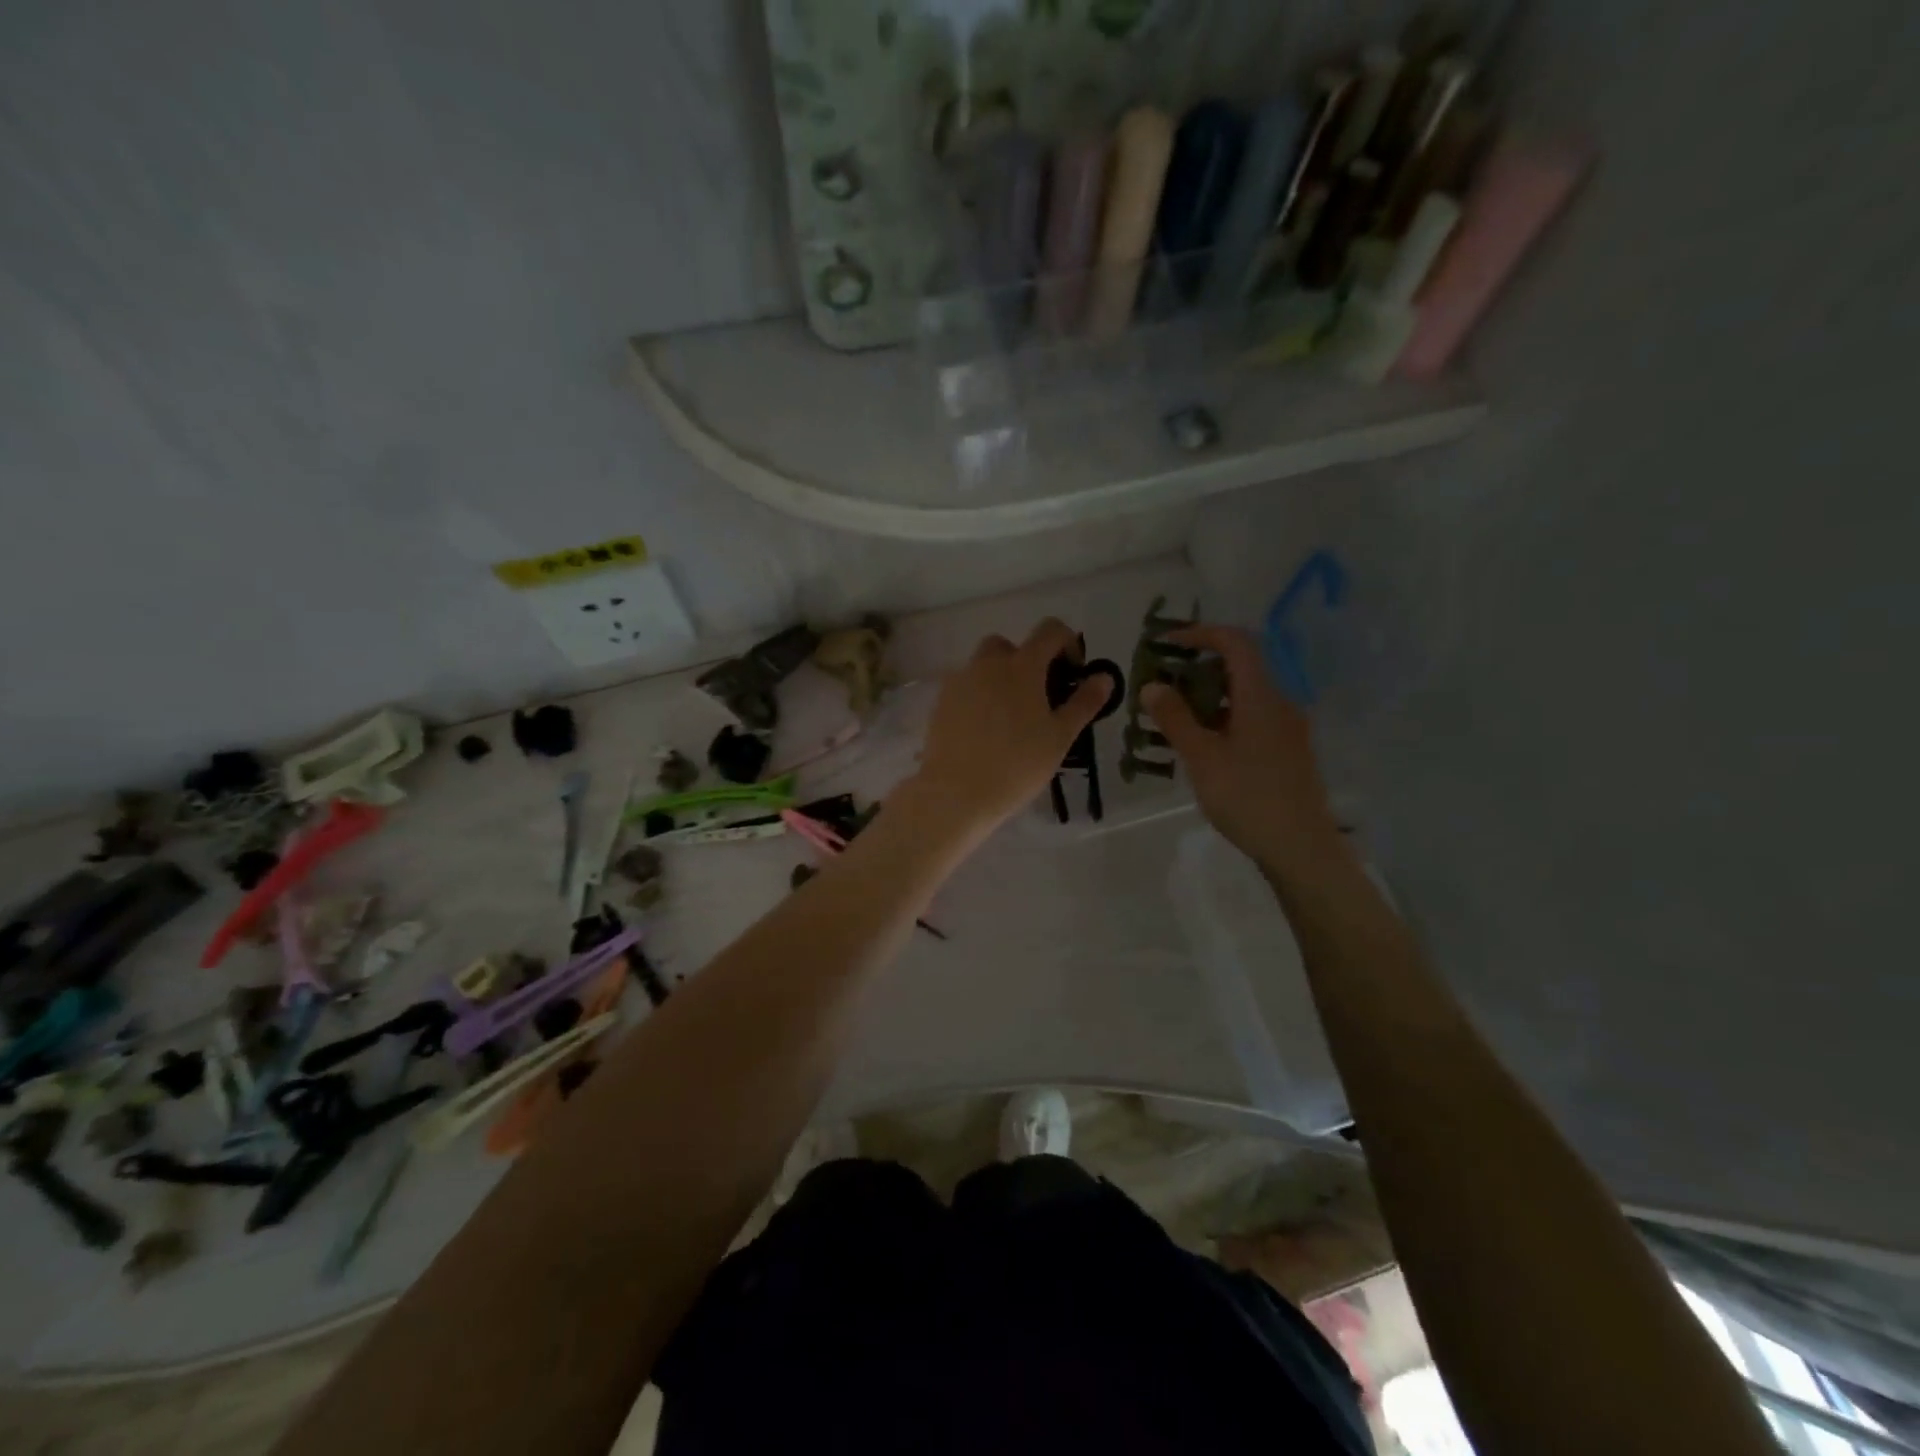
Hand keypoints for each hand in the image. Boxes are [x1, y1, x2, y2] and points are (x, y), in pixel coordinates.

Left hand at [909, 618, 1111, 836]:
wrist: (955, 793)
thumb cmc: (1017, 765)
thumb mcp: (1060, 736)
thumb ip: (1084, 702)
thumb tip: (1104, 676)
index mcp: (1022, 665)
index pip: (1050, 630)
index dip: (1067, 643)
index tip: (1072, 674)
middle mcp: (988, 663)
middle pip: (1011, 646)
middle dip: (1028, 661)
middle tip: (1039, 698)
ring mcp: (960, 681)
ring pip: (984, 665)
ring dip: (1001, 677)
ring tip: (1011, 717)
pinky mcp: (941, 702)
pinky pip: (965, 687)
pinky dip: (979, 696)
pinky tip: (985, 730)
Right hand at [1142, 625, 1343, 875]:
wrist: (1300, 848)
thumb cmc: (1248, 797)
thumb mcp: (1202, 757)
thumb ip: (1175, 718)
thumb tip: (1151, 685)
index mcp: (1261, 696)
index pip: (1235, 642)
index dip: (1200, 634)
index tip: (1165, 644)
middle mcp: (1279, 703)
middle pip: (1240, 667)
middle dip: (1198, 667)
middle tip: (1162, 682)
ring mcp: (1287, 728)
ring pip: (1244, 695)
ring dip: (1208, 695)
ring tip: (1173, 715)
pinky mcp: (1287, 751)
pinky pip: (1251, 718)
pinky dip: (1223, 717)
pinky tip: (1201, 744)